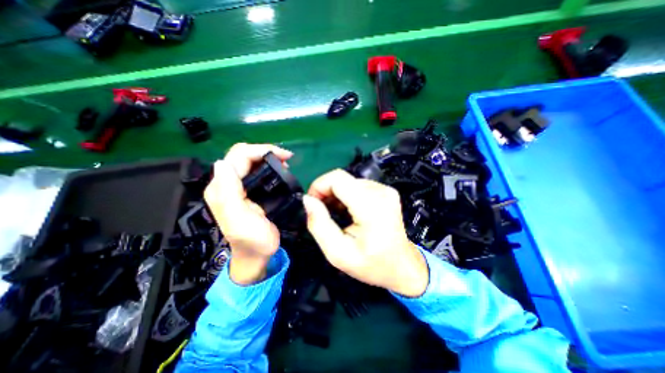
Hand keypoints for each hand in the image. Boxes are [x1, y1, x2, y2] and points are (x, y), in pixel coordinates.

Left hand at [206, 143, 292, 284]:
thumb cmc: (252, 240)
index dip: (261, 150)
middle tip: (286, 159)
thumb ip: (229, 194)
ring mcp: (235, 187)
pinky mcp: (246, 191)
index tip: (285, 156)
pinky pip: (255, 170)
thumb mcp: (240, 220)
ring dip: (267, 158)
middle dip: (265, 151)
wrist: (256, 254)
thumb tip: (222, 163)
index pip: (238, 156)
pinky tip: (279, 171)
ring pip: (249, 161)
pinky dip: (268, 166)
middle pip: (242, 155)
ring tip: (285, 164)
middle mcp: (225, 183)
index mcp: (222, 188)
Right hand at [303, 168, 427, 297]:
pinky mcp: (386, 191)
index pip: (338, 178)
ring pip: (348, 181)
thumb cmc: (371, 264)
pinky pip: (358, 185)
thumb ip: (319, 224)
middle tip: (322, 212)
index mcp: (372, 207)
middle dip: (326, 192)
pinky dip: (347, 195)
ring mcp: (386, 190)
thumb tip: (307, 200)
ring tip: (336, 215)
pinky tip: (348, 211)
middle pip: (342, 178)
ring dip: (336, 195)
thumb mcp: (338, 253)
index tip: (313, 203)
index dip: (319, 186)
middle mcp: (381, 192)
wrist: (402, 266)